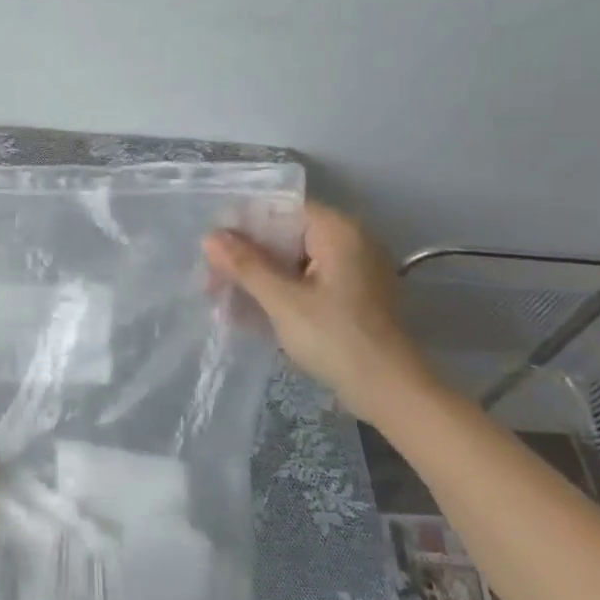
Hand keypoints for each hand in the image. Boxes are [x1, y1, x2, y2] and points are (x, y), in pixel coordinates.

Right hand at [204, 201, 434, 422]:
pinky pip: (308, 281)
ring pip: (295, 261)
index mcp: (338, 231)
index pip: (282, 208)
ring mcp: (354, 270)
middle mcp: (351, 241)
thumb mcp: (282, 300)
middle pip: (287, 235)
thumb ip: (245, 265)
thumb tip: (210, 237)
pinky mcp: (352, 296)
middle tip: (211, 279)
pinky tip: (251, 312)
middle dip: (247, 256)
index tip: (212, 246)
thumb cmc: (334, 338)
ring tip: (224, 299)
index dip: (244, 223)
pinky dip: (281, 291)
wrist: (388, 391)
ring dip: (260, 277)